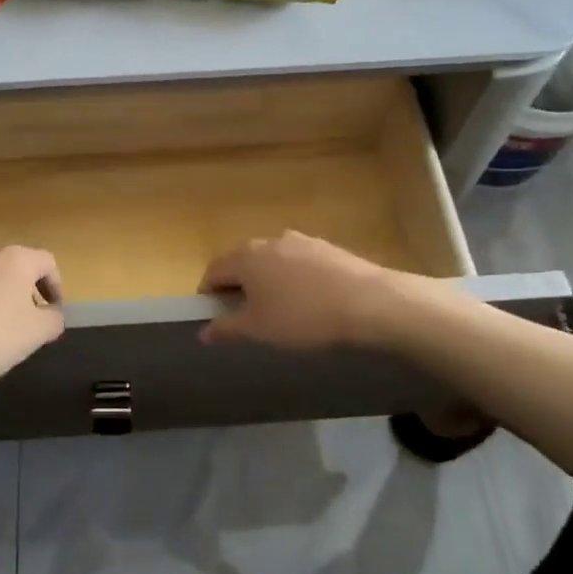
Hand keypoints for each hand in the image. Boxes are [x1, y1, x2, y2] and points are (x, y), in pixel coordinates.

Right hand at [199, 232, 406, 350]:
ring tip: (282, 311)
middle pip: (243, 262)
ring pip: (273, 261)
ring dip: (268, 282)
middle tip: (247, 317)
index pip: (214, 271)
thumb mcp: (259, 330)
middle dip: (239, 287)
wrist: (369, 302)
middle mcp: (269, 241)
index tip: (214, 316)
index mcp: (246, 257)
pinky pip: (300, 263)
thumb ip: (227, 329)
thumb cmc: (302, 317)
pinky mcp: (328, 248)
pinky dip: (295, 280)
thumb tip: (203, 332)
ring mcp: (301, 241)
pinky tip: (311, 303)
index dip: (208, 294)